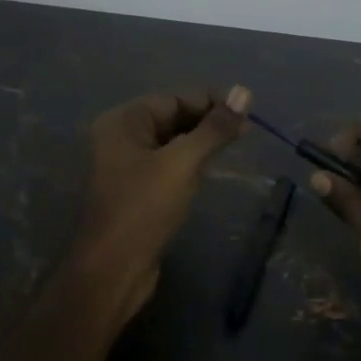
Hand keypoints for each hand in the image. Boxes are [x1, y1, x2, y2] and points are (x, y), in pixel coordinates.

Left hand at [73, 86, 251, 325]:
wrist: (113, 270)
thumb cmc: (144, 209)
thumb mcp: (183, 163)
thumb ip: (214, 128)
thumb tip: (244, 91)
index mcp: (122, 122)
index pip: (173, 98)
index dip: (211, 102)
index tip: (247, 113)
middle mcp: (120, 138)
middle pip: (172, 118)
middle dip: (207, 123)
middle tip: (246, 134)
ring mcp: (126, 166)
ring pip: (171, 144)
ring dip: (200, 144)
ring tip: (233, 150)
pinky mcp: (136, 192)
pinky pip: (167, 166)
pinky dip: (189, 165)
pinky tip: (209, 172)